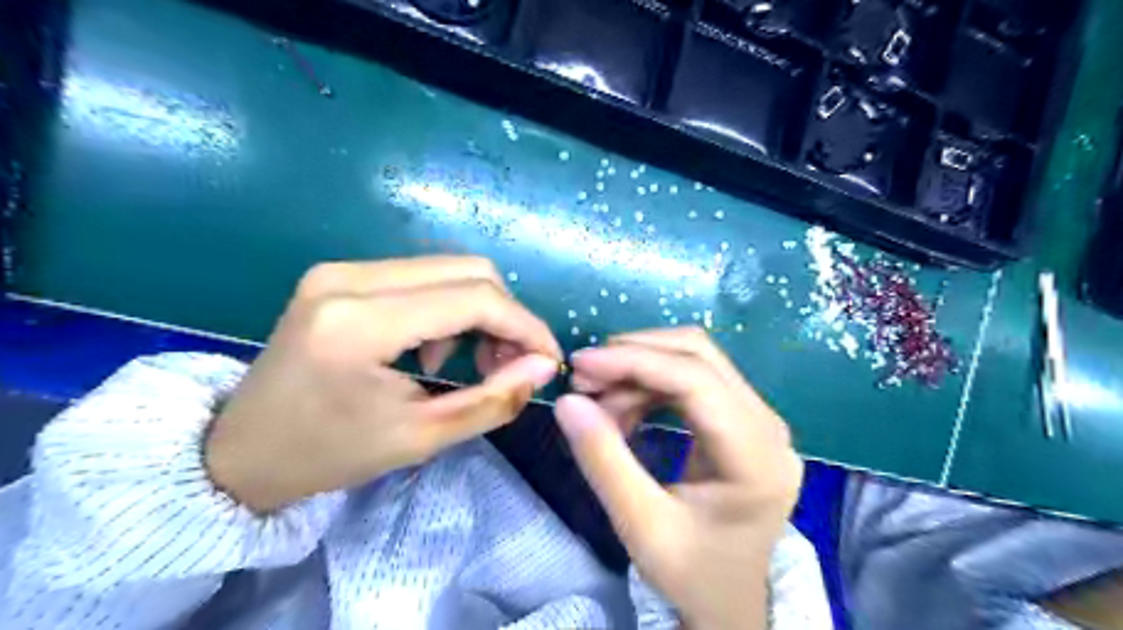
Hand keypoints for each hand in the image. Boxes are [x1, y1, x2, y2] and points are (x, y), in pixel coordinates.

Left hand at [204, 256, 562, 510]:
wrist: (238, 451)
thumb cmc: (328, 455)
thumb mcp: (420, 438)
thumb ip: (493, 400)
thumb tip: (544, 366)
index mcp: (360, 323)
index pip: (474, 299)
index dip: (524, 325)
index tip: (548, 359)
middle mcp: (349, 277)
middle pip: (468, 270)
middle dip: (506, 316)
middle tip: (512, 364)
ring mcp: (341, 269)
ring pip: (448, 269)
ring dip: (479, 311)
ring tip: (474, 362)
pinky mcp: (340, 274)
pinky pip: (421, 276)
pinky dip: (449, 308)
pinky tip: (435, 349)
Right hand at [554, 328, 803, 629]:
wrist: (730, 601)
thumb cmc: (692, 573)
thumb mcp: (641, 527)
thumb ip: (604, 462)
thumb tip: (566, 401)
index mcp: (757, 458)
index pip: (697, 380)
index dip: (635, 362)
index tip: (581, 364)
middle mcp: (768, 426)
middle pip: (699, 356)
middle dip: (635, 356)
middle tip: (583, 379)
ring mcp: (760, 419)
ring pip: (694, 360)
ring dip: (639, 369)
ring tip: (598, 401)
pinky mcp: (742, 419)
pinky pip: (693, 380)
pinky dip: (650, 385)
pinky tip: (623, 409)